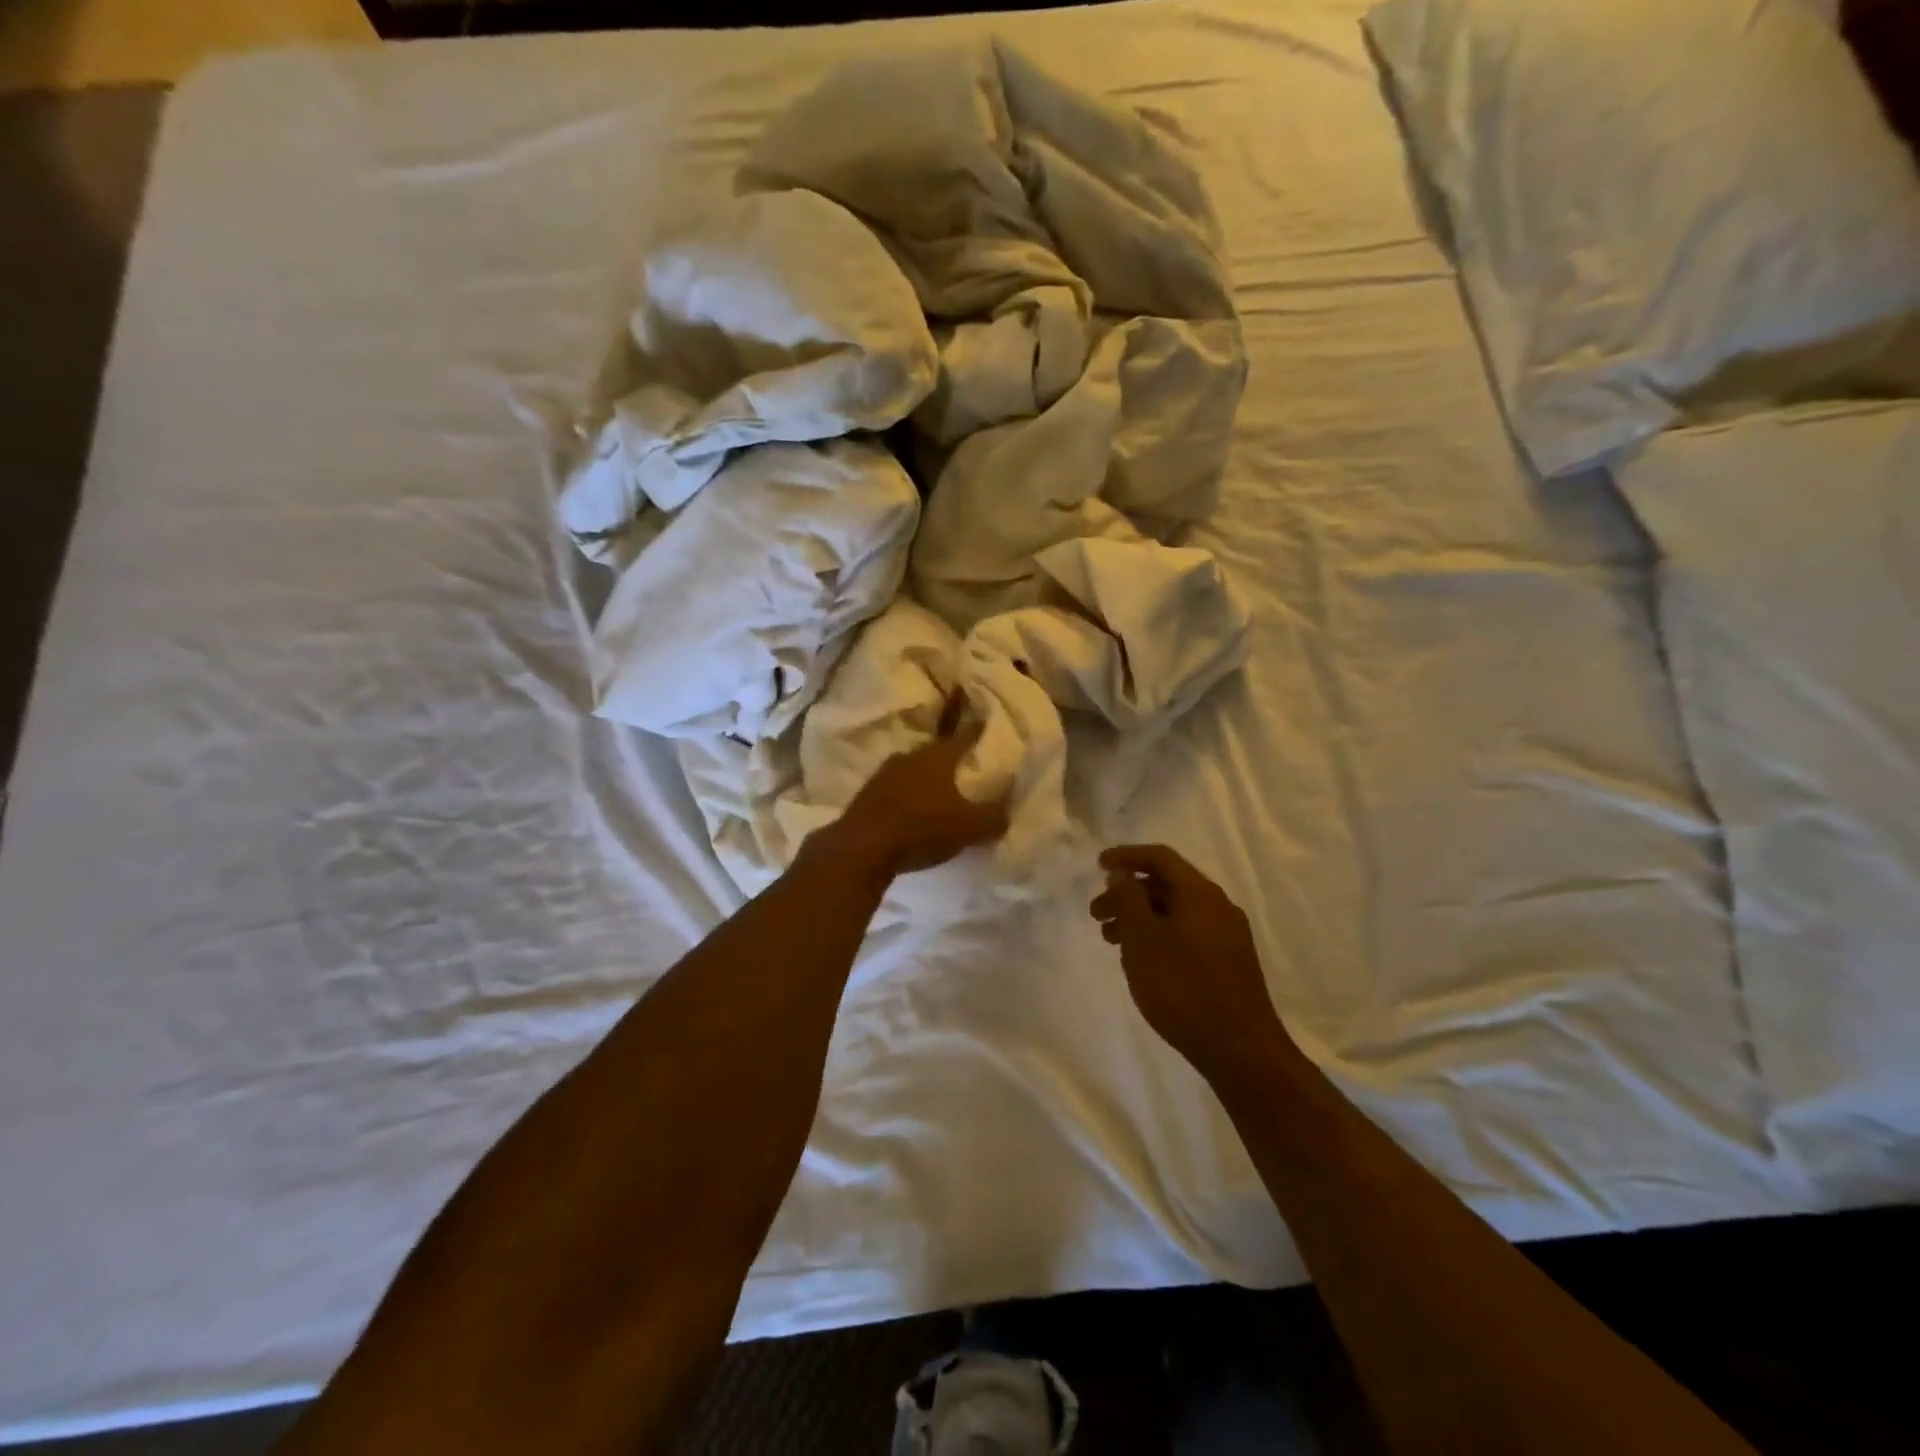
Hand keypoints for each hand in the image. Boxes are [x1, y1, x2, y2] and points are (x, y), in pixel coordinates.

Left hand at [829, 691, 1010, 879]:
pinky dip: (906, 793)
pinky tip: (912, 808)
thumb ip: (993, 818)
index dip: (976, 729)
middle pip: (936, 750)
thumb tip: (1007, 813)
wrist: (863, 847)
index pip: (964, 736)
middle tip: (963, 763)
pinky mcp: (868, 793)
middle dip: (949, 756)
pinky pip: (895, 787)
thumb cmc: (922, 828)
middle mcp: (911, 756)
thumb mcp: (970, 828)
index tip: (984, 720)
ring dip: (925, 776)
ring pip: (913, 768)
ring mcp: (885, 773)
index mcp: (939, 757)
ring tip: (938, 788)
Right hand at [1090, 844, 1285, 1079]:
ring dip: (1140, 917)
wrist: (1241, 1050)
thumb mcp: (1143, 938)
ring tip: (1112, 941)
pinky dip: (1158, 936)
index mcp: (1200, 893)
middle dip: (1128, 893)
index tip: (1098, 866)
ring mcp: (1227, 936)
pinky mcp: (1228, 964)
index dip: (1127, 856)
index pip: (1160, 857)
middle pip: (1167, 885)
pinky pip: (1186, 934)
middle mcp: (1218, 907)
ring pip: (1175, 912)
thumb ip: (1128, 899)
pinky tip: (1142, 960)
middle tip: (1097, 914)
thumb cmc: (1183, 987)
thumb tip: (1123, 874)